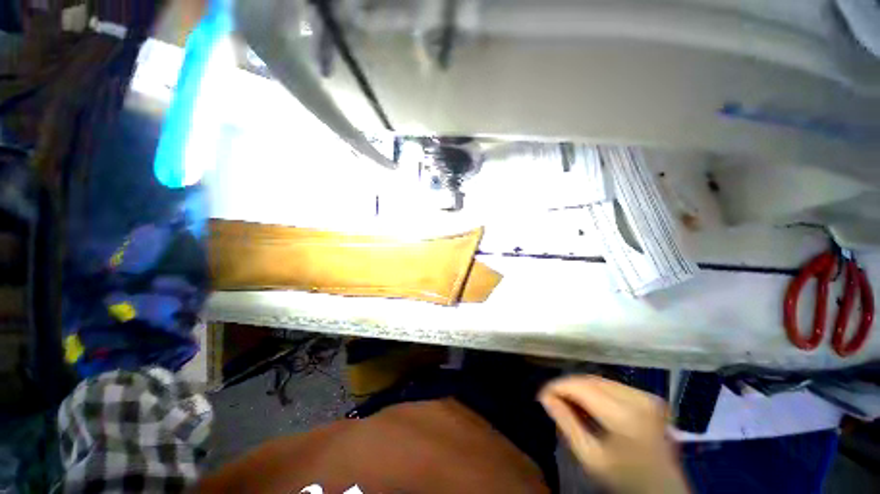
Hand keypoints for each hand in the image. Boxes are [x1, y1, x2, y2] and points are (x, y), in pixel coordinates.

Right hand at [539, 375, 688, 493]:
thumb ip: (566, 423)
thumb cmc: (625, 479)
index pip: (582, 387)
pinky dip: (596, 390)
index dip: (558, 386)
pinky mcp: (650, 397)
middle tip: (552, 398)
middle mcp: (638, 398)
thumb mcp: (590, 457)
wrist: (664, 491)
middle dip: (568, 386)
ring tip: (568, 401)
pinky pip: (613, 385)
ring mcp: (647, 396)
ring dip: (581, 387)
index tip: (542, 394)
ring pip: (601, 380)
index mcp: (625, 415)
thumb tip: (545, 396)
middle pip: (591, 380)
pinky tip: (589, 403)